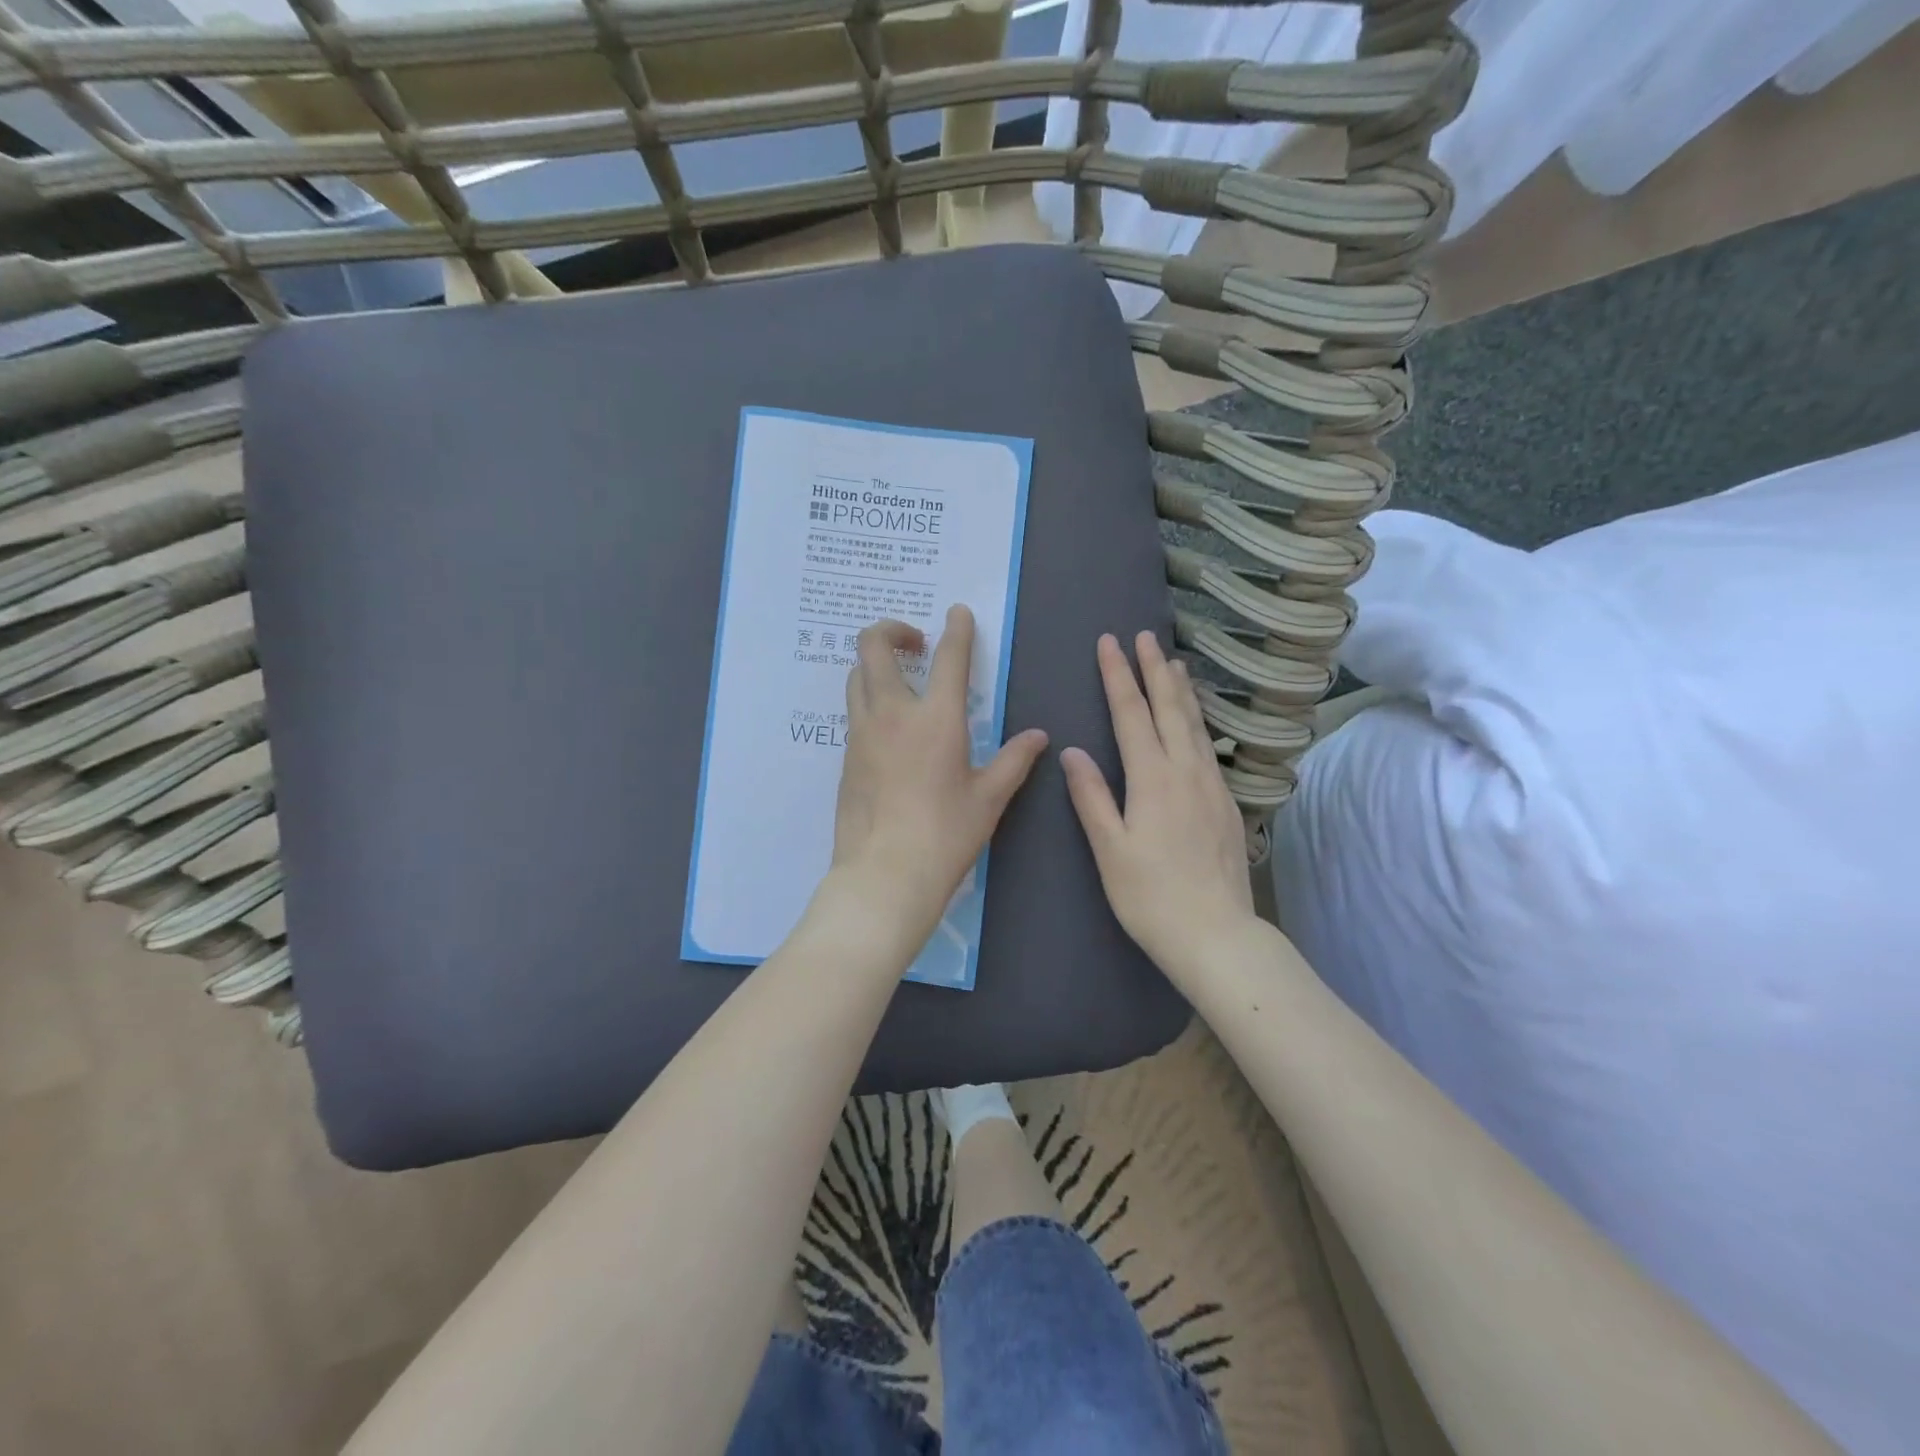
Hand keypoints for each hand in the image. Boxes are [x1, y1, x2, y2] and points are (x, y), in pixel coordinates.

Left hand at [825, 606, 1047, 955]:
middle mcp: (891, 714)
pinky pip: (854, 711)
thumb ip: (1014, 760)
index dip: (957, 629)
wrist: (884, 876)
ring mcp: (861, 733)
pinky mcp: (846, 757)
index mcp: (936, 718)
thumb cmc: (945, 836)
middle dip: (892, 629)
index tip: (958, 613)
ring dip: (876, 663)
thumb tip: (1038, 736)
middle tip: (915, 642)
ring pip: (856, 676)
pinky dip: (869, 699)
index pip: (948, 657)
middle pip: (873, 646)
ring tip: (901, 679)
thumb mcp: (989, 798)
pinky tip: (889, 726)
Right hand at [1062, 632, 1255, 983]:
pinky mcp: (1225, 803)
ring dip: (1181, 690)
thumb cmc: (1151, 896)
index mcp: (1153, 778)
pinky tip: (1195, 721)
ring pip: (1195, 724)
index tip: (1110, 643)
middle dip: (1154, 670)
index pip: (1132, 714)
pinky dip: (1197, 720)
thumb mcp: (1110, 849)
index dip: (1119, 676)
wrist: (1216, 934)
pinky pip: (1208, 746)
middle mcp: (1186, 771)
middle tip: (1145, 636)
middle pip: (1169, 708)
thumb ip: (1092, 797)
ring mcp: (1211, 786)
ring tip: (1174, 662)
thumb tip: (1072, 751)